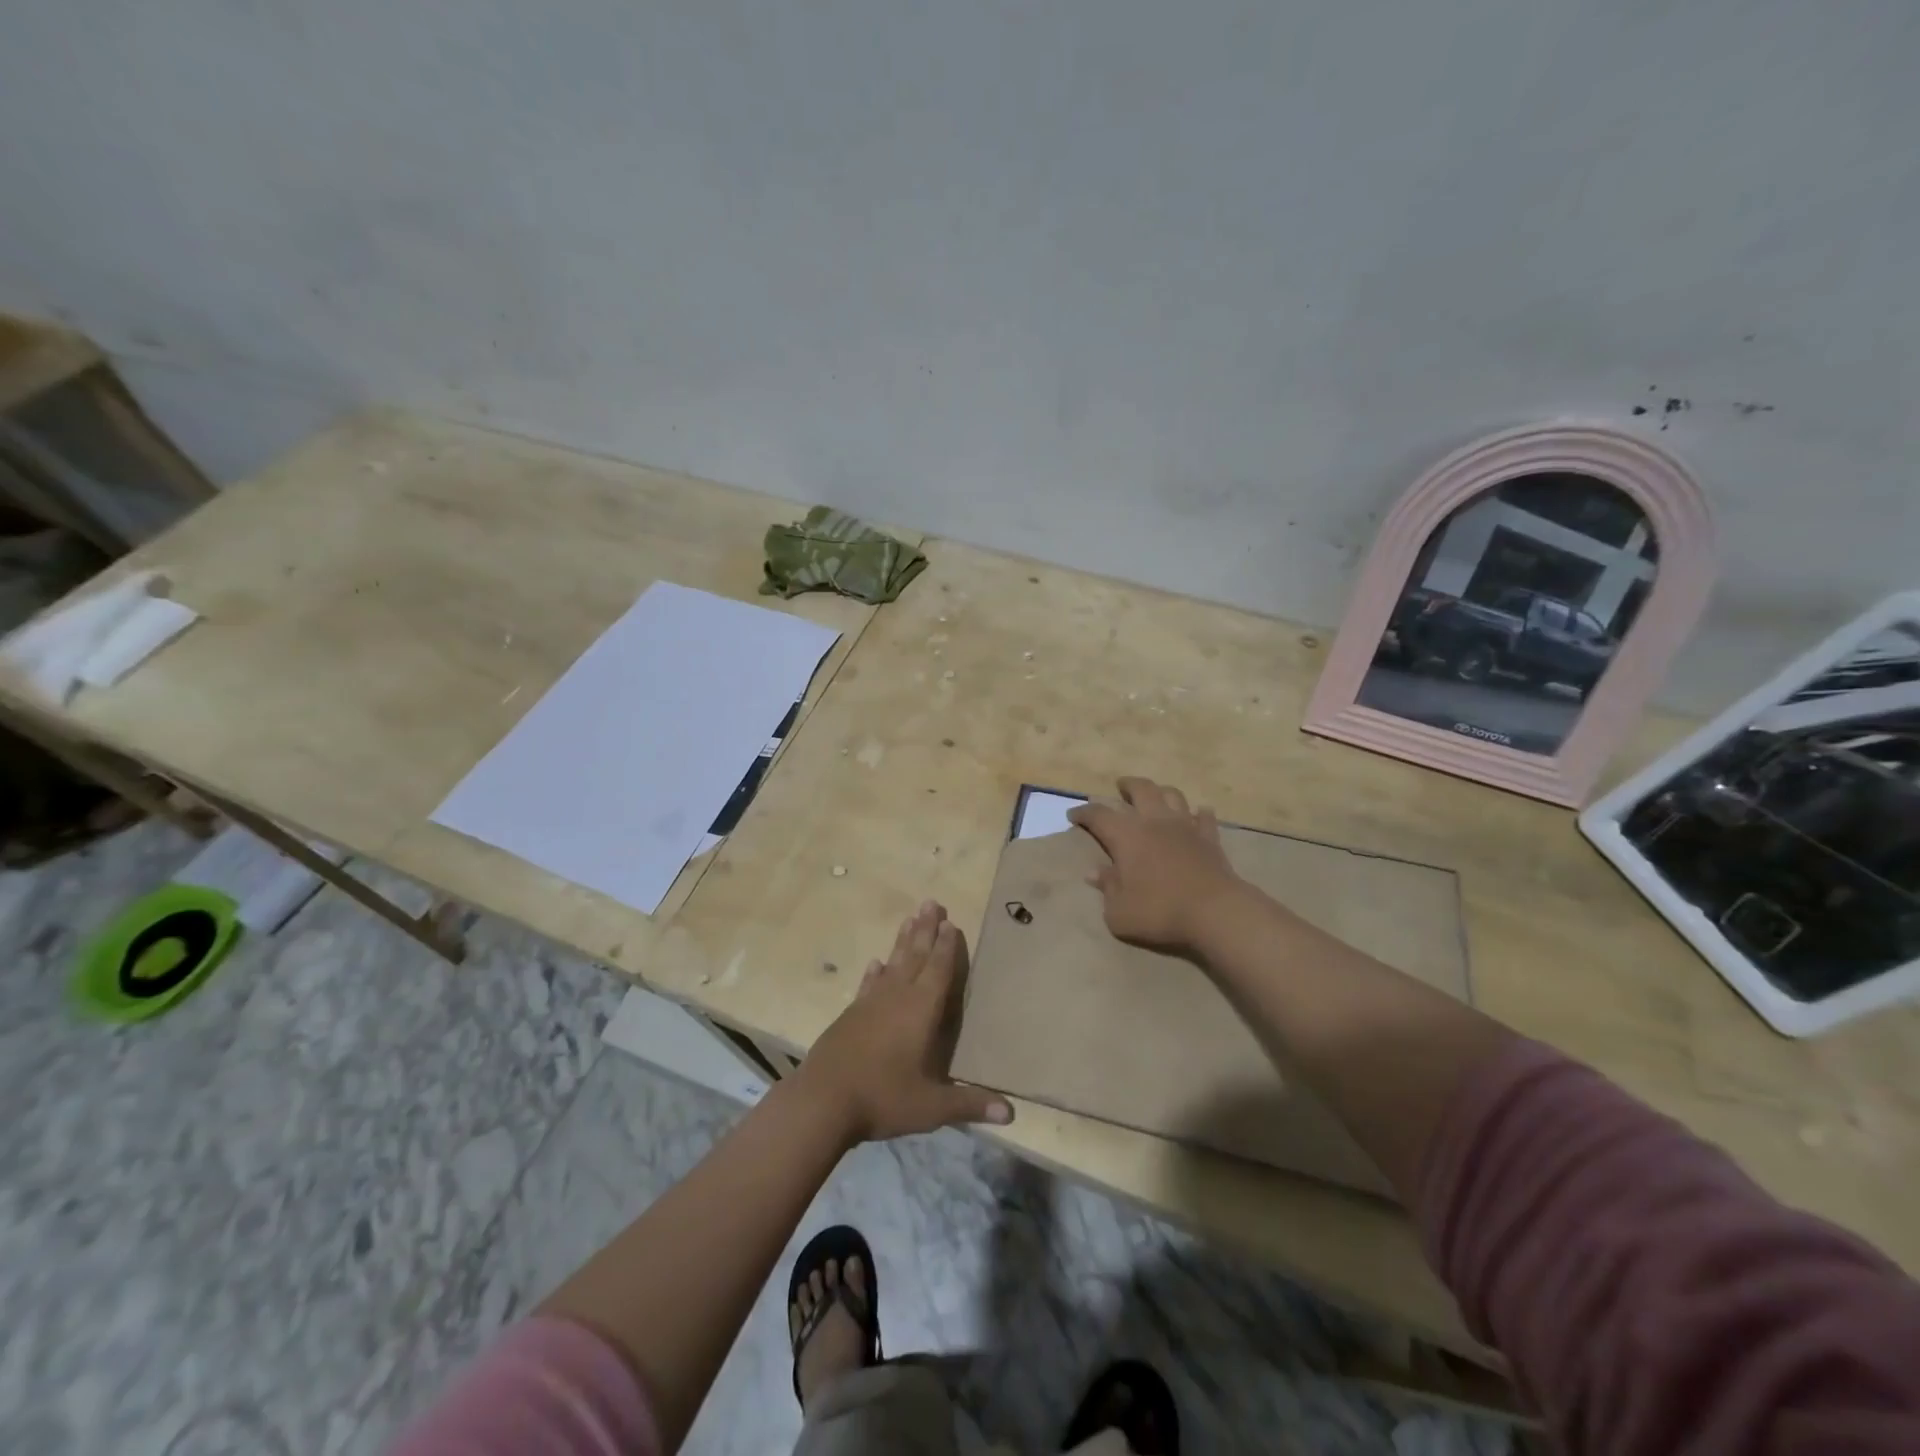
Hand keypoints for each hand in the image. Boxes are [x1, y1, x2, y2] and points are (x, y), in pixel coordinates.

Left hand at [795, 900, 1012, 1143]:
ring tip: (910, 918)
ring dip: (903, 941)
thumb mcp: (932, 1107)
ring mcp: (870, 1003)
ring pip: (893, 963)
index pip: (938, 970)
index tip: (951, 922)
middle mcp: (897, 997)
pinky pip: (868, 984)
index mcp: (921, 1010)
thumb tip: (1011, 1115)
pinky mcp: (850, 1015)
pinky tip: (876, 963)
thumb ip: (970, 1104)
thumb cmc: (883, 1098)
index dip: (947, 947)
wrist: (822, 1101)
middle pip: (915, 956)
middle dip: (926, 930)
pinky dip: (875, 972)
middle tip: (932, 903)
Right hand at [1068, 777, 1245, 953]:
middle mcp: (1154, 822)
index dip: (1083, 812)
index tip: (1074, 815)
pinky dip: (1198, 813)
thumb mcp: (1119, 912)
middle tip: (1120, 786)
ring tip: (1155, 796)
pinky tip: (1198, 814)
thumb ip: (1107, 889)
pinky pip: (1204, 817)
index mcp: (1126, 836)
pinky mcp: (1210, 838)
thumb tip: (1095, 873)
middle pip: (1141, 789)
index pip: (1098, 814)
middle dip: (1127, 785)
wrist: (1214, 912)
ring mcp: (1185, 826)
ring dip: (1161, 792)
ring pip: (1172, 795)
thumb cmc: (1160, 911)